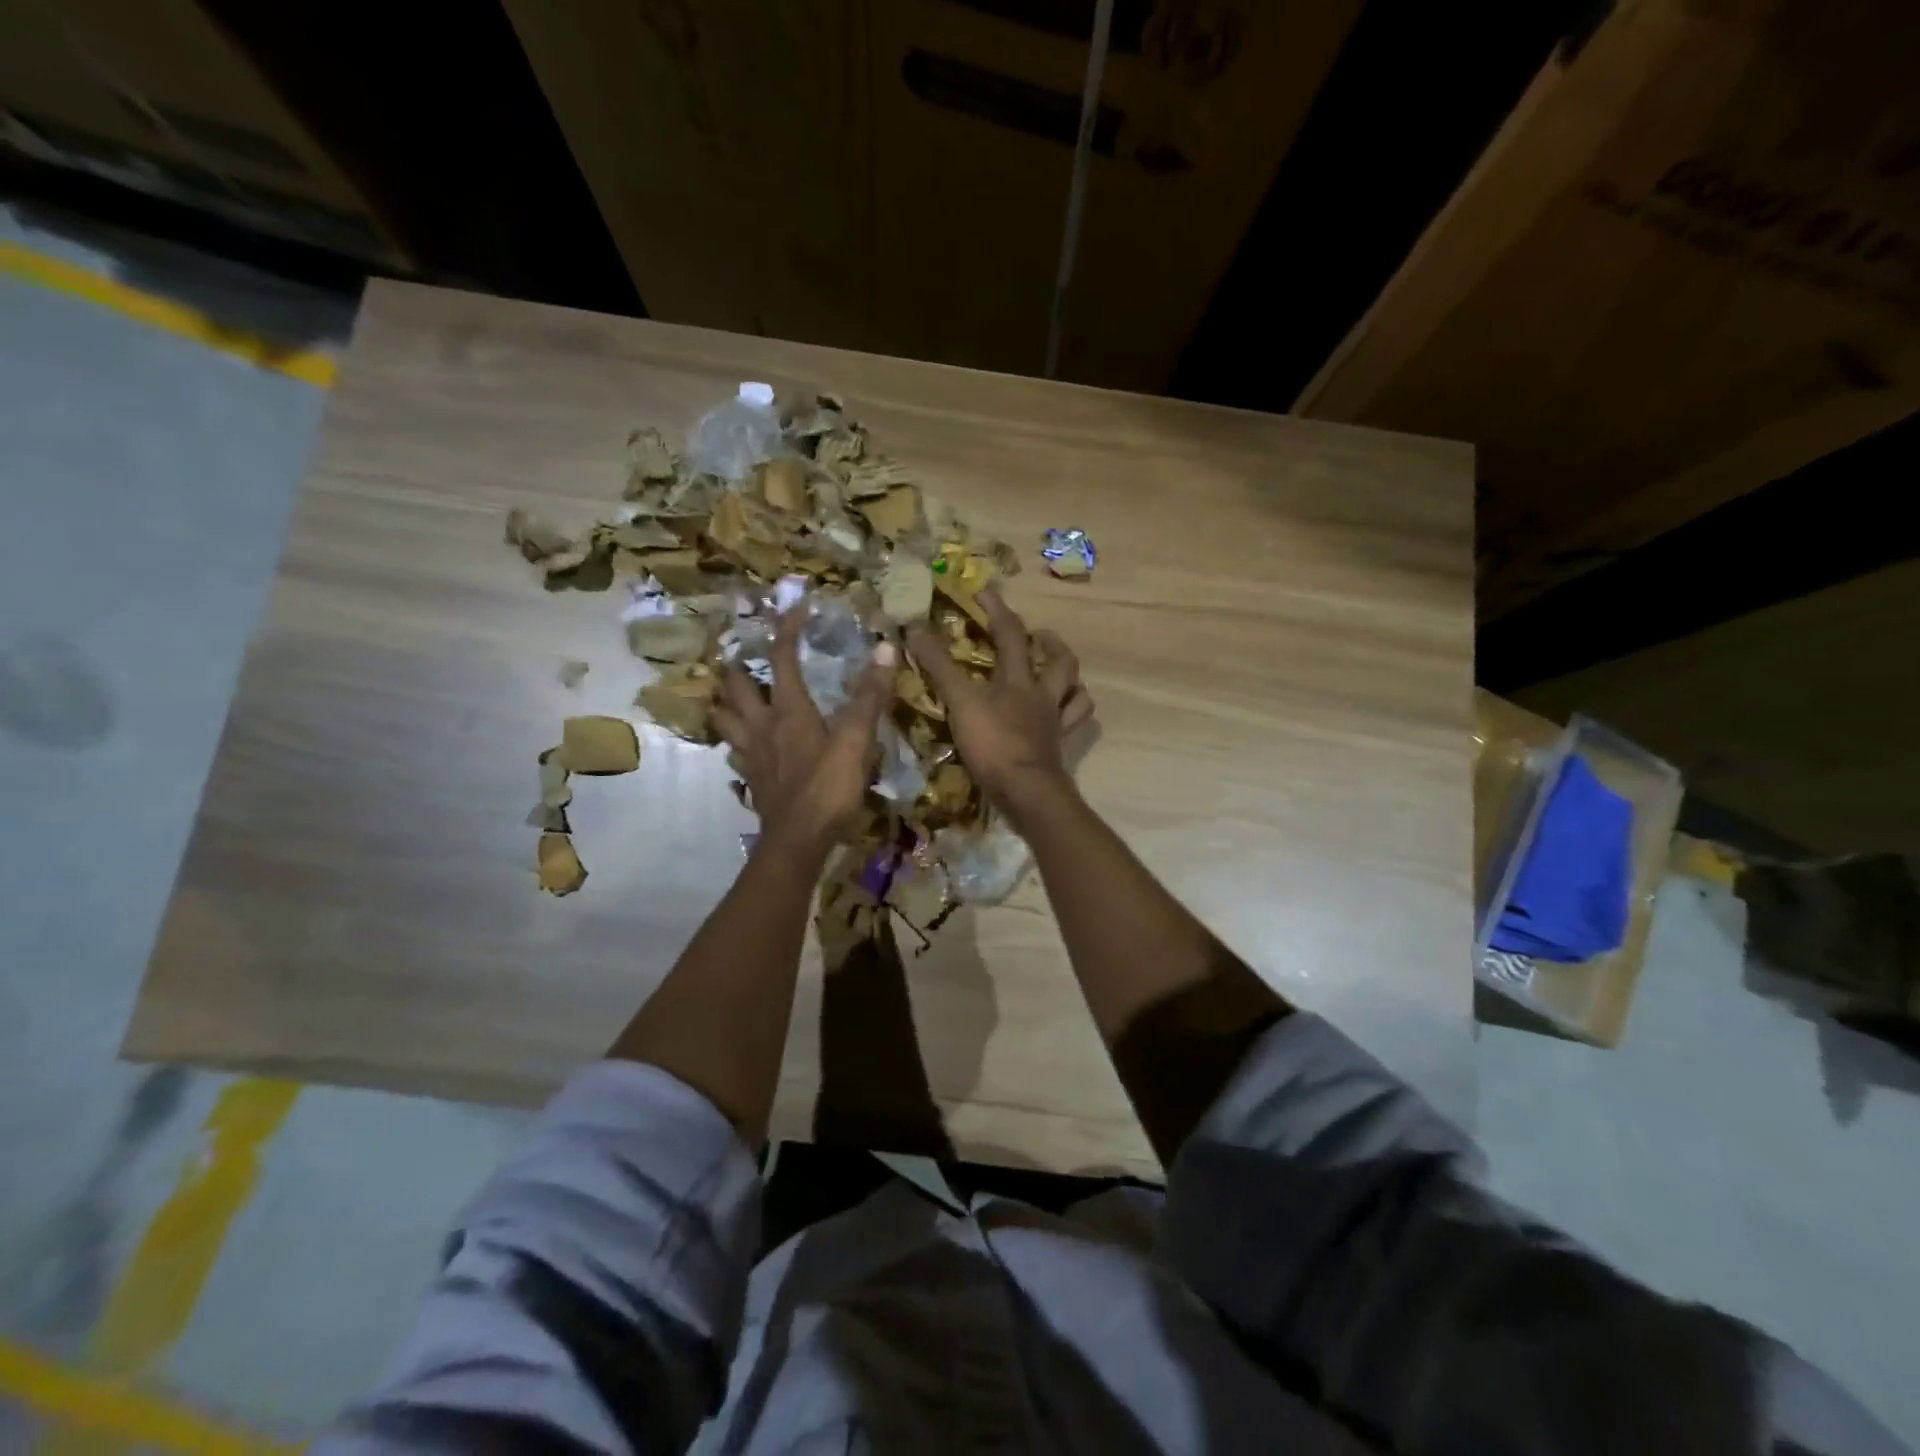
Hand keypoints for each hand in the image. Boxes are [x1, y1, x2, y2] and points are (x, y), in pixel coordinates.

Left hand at [713, 608, 898, 858]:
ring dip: (726, 702)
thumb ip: (870, 695)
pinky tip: (745, 747)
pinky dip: (736, 742)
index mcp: (788, 710)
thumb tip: (886, 647)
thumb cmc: (828, 788)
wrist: (798, 842)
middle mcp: (762, 726)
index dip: (787, 629)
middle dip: (737, 665)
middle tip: (743, 655)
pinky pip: (735, 753)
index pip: (781, 657)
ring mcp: (752, 755)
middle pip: (736, 686)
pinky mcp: (752, 780)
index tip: (796, 608)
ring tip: (733, 695)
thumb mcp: (857, 740)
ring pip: (725, 719)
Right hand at [906, 587, 1093, 818]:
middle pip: (1059, 661)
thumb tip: (913, 628)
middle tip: (1037, 634)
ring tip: (1057, 671)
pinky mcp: (1058, 747)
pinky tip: (1062, 713)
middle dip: (1048, 642)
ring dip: (1069, 677)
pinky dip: (1072, 713)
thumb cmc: (993, 744)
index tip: (984, 591)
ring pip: (1075, 691)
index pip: (1010, 633)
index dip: (997, 609)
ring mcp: (1054, 722)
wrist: (1026, 792)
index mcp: (1019, 679)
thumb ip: (939, 667)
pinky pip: (1073, 724)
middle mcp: (1043, 695)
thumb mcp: (960, 702)